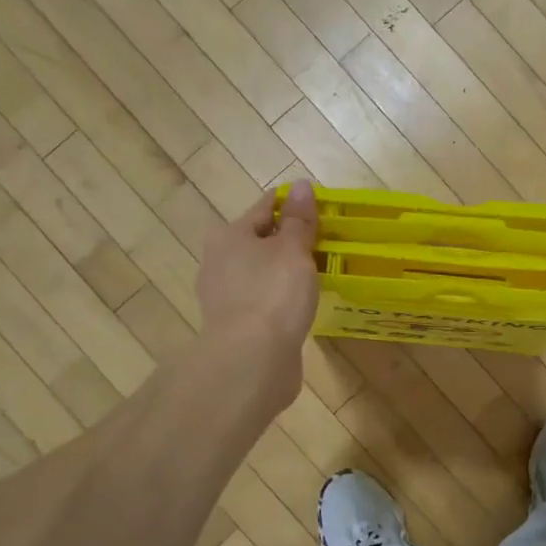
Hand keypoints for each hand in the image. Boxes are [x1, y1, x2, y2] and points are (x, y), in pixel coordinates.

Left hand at [197, 181, 319, 404]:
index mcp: (230, 236)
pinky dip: (280, 298)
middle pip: (260, 241)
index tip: (320, 207)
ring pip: (261, 272)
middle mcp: (220, 261)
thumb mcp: (293, 250)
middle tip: (325, 242)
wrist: (251, 360)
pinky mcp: (235, 326)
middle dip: (288, 240)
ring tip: (318, 274)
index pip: (265, 207)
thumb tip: (299, 185)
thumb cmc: (273, 294)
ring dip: (284, 271)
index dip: (292, 204)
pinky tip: (300, 304)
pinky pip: (263, 300)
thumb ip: (298, 219)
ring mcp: (225, 296)